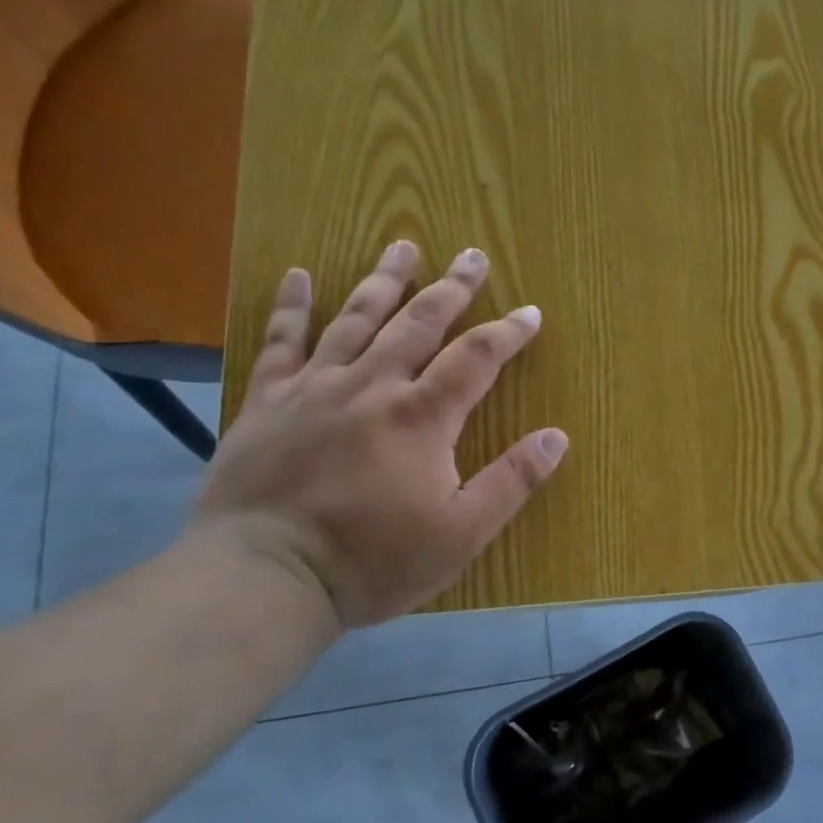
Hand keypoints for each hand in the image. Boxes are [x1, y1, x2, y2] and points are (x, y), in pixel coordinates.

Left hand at [193, 242, 567, 629]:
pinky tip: (297, 275)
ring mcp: (315, 388)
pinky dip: (291, 306)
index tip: (530, 312)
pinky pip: (281, 342)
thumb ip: (511, 481)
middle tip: (472, 256)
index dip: (508, 332)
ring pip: (356, 318)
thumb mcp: (461, 533)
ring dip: (384, 280)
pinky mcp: (268, 401)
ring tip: (403, 246)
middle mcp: (372, 385)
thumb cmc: (373, 560)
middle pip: (419, 323)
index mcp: (422, 416)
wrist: (265, 576)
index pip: (477, 358)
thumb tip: (557, 437)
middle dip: (452, 288)